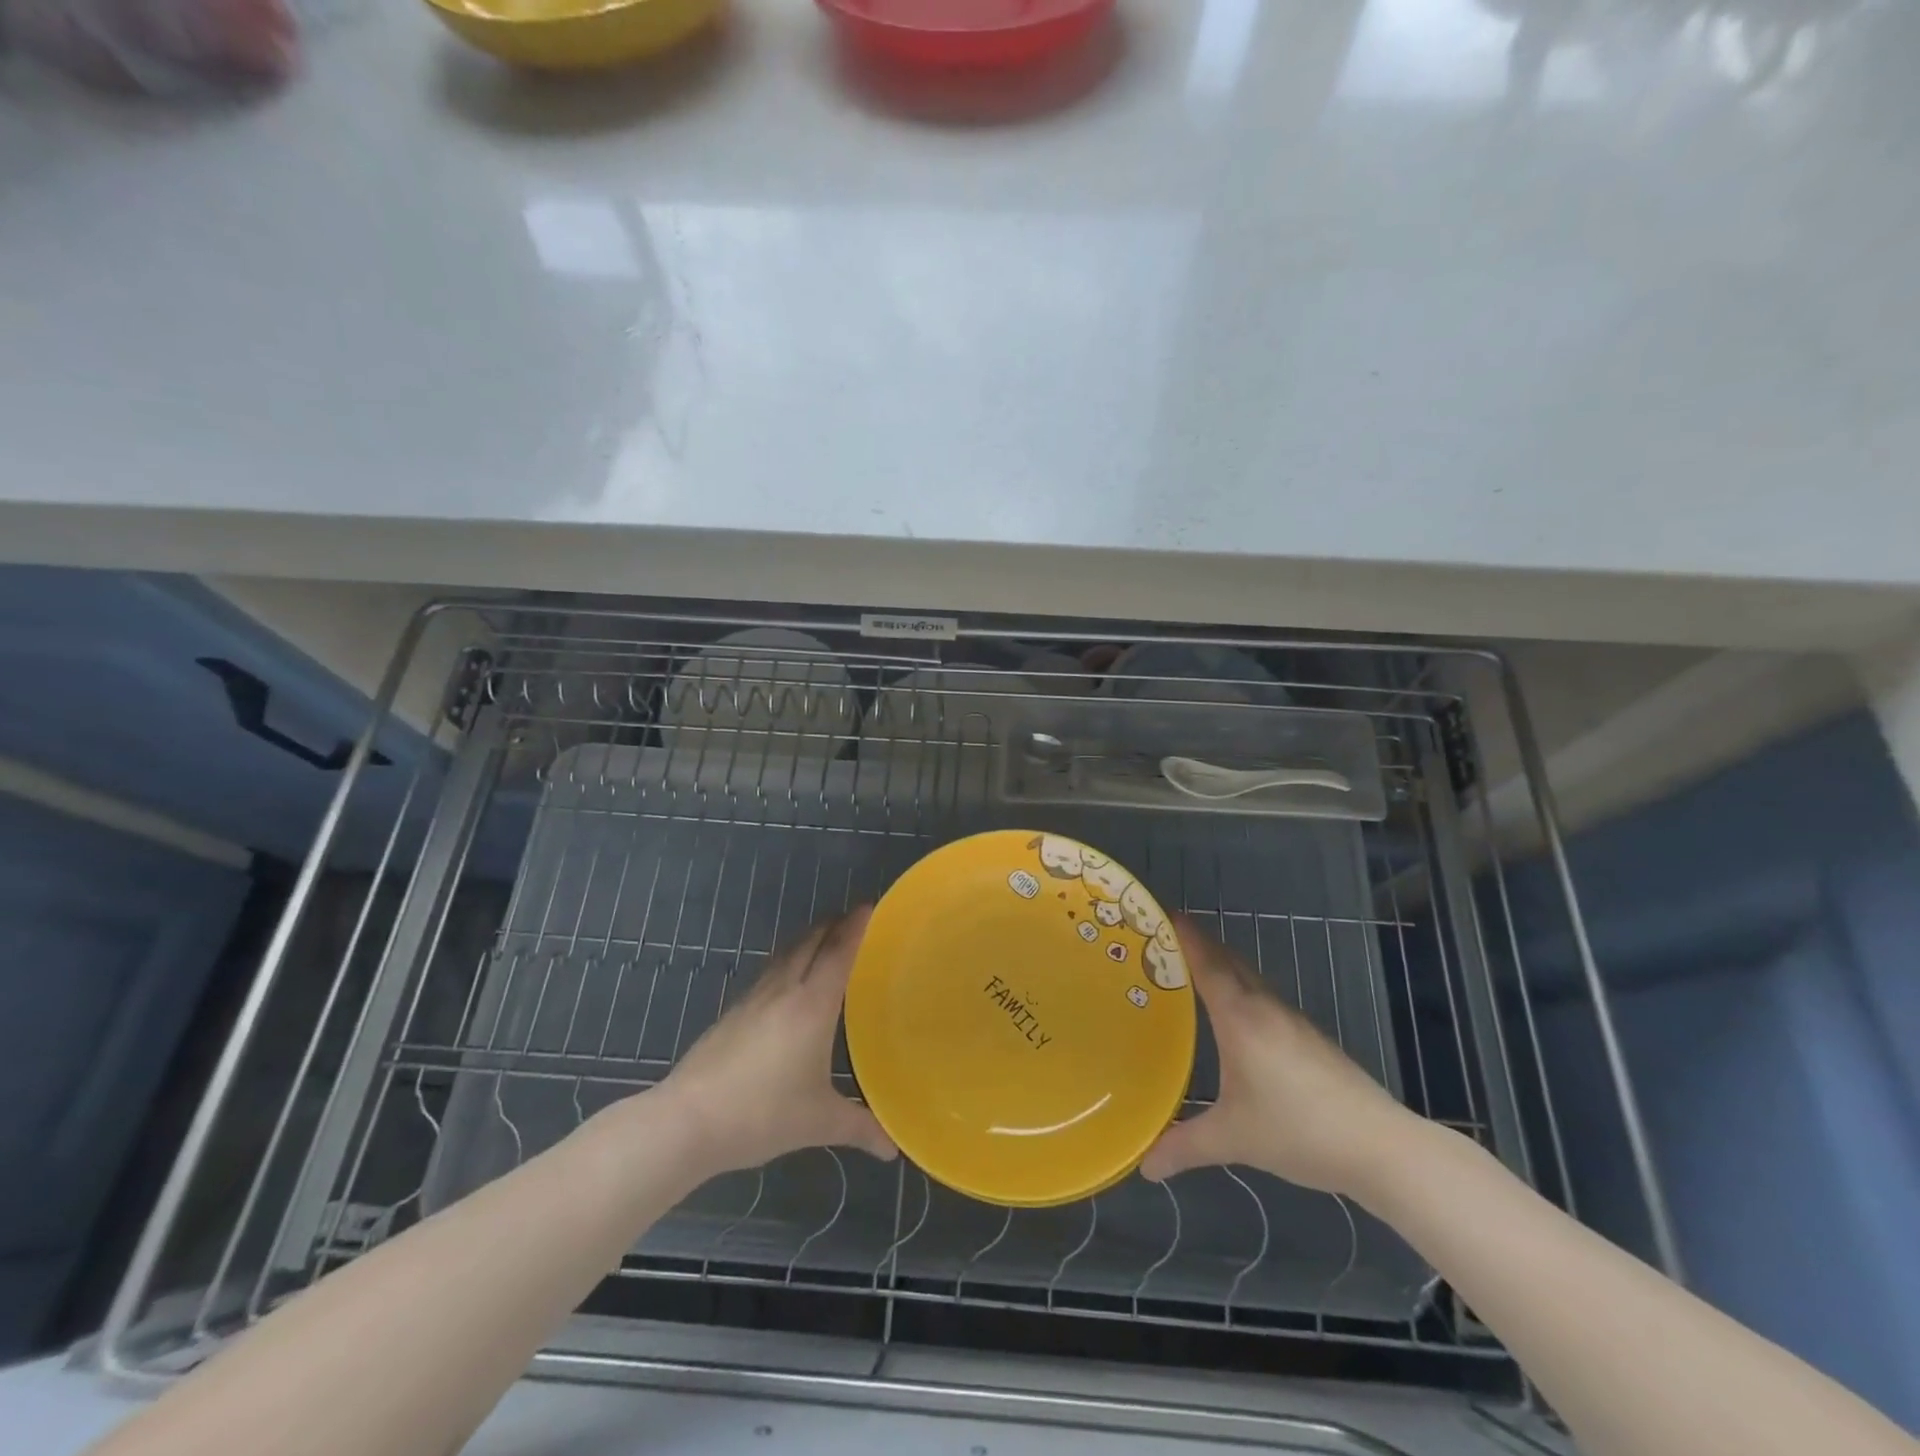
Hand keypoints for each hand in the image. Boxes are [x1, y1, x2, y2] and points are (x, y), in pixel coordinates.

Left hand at [657, 908, 897, 1179]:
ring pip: (785, 953)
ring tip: (823, 941)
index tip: (870, 906)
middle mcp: (783, 990)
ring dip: (807, 939)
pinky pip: (768, 971)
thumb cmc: (762, 1114)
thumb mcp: (818, 1122)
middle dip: (833, 926)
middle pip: (810, 942)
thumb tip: (892, 1146)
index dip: (856, 926)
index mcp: (811, 1005)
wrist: (687, 1120)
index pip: (838, 952)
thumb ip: (859, 1127)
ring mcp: (753, 998)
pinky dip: (786, 961)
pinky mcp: (732, 1012)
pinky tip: (785, 982)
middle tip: (854, 920)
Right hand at [1139, 917, 1422, 1196]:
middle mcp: (1265, 1007)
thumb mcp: (1234, 1139)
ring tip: (1189, 975)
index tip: (1159, 912)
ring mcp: (1293, 1021)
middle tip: (1160, 942)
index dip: (1183, 934)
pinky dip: (1240, 991)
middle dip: (1197, 944)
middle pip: (1227, 960)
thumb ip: (1185, 1146)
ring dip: (1221, 967)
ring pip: (1249, 978)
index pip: (1206, 961)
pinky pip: (1264, 998)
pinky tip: (1235, 1019)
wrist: (1382, 1147)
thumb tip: (1145, 1165)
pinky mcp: (1311, 1038)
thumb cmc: (1299, 1130)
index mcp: (1241, 1016)